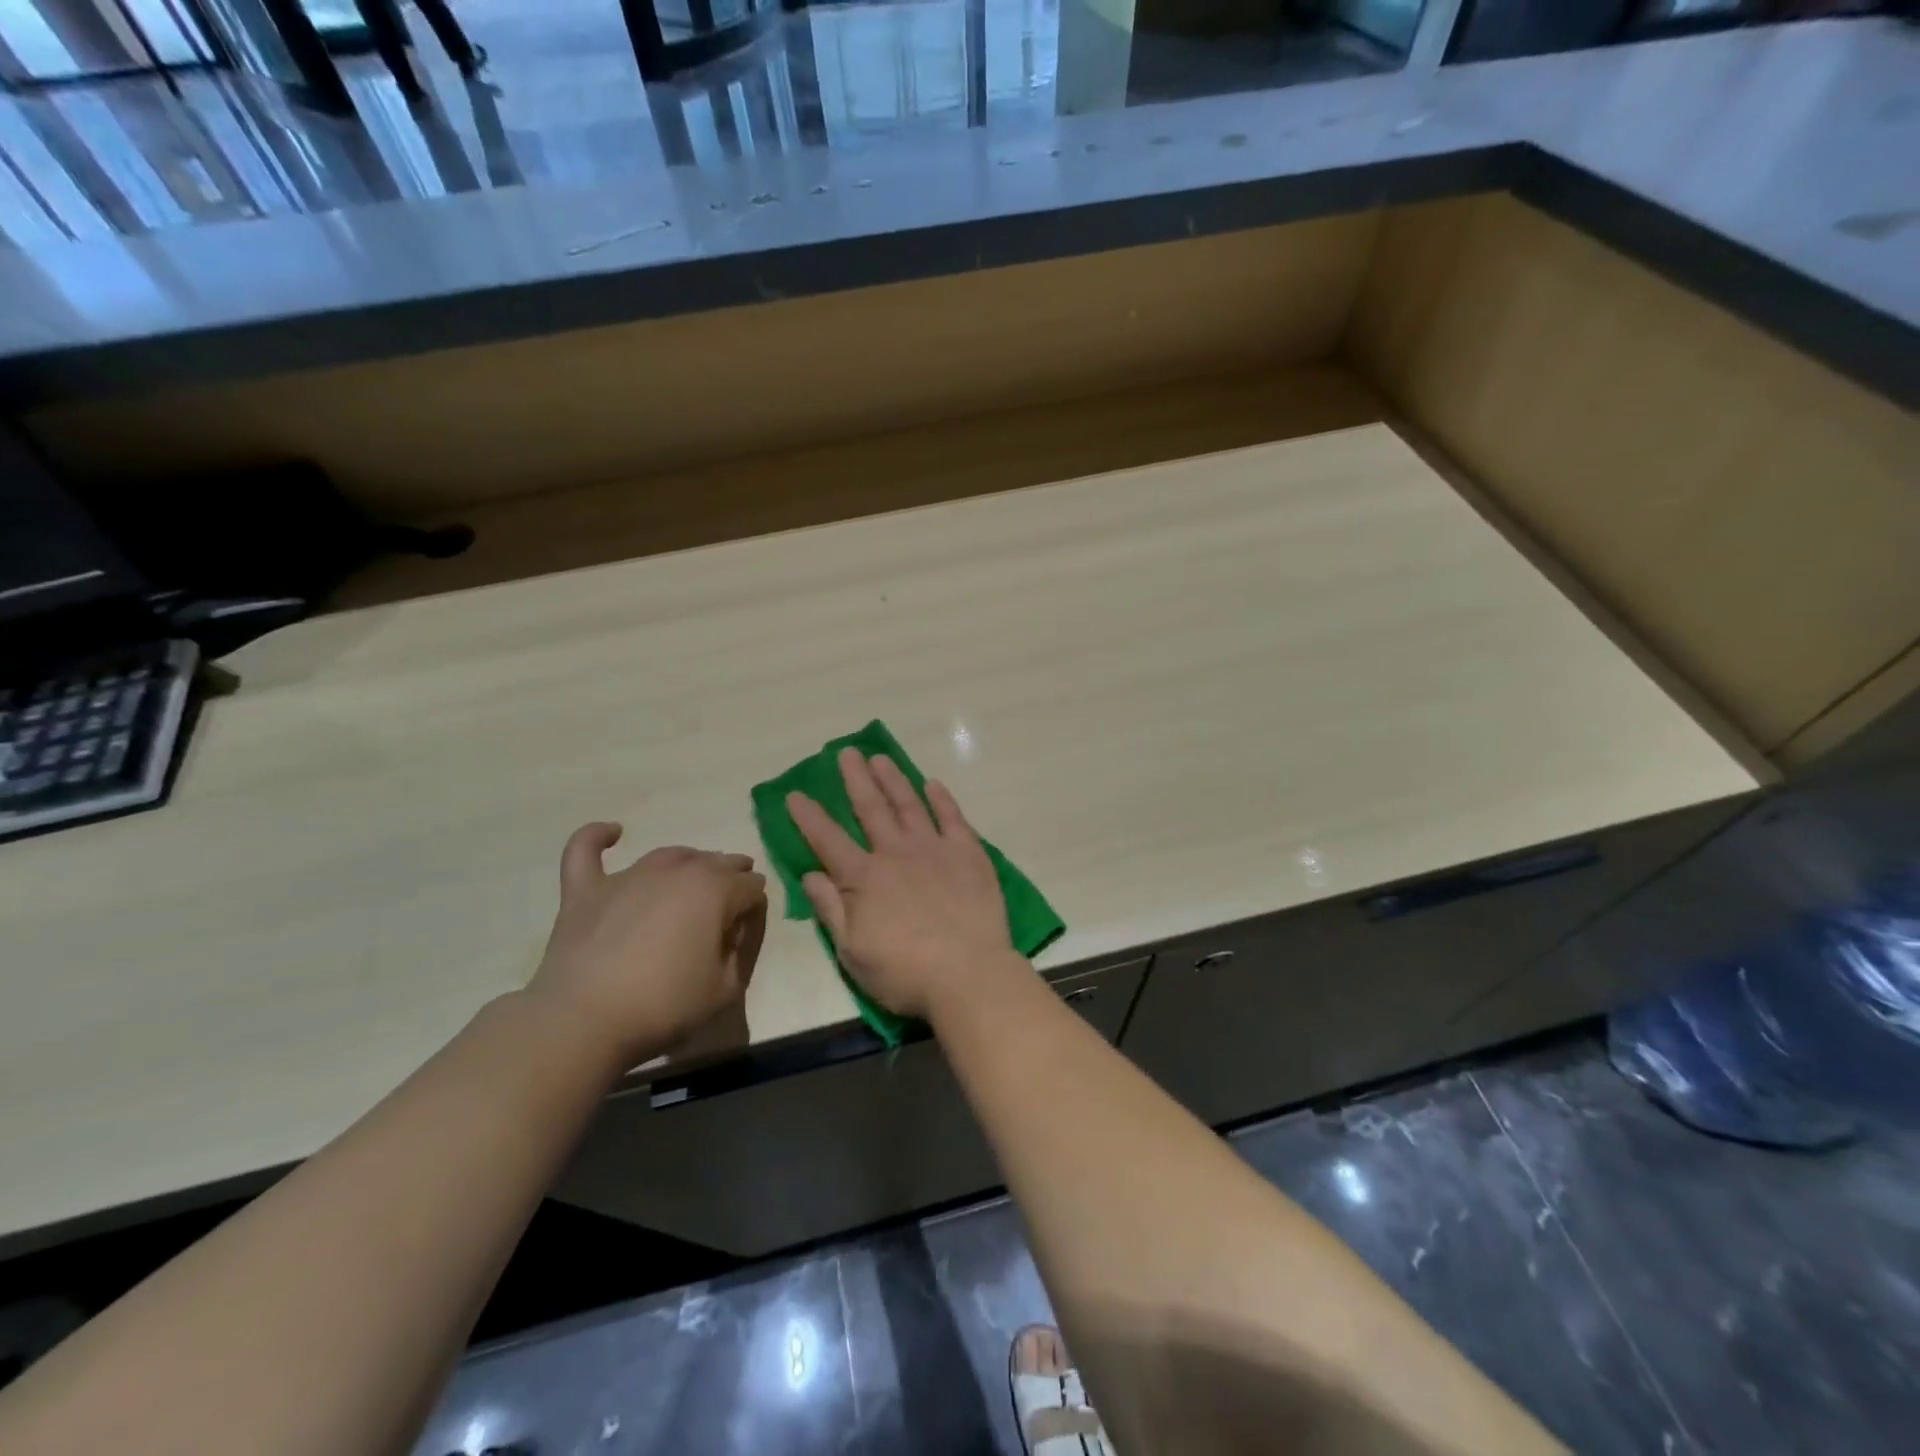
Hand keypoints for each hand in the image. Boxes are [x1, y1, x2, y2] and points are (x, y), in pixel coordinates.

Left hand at [526, 824, 766, 1067]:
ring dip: (689, 860)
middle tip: (732, 894)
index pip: (750, 886)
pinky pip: (586, 849)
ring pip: (669, 855)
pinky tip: (611, 832)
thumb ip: (739, 950)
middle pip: (715, 862)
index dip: (754, 903)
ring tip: (695, 872)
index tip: (748, 923)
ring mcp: (628, 877)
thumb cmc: (664, 1004)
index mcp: (715, 891)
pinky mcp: (586, 890)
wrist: (585, 1019)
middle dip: (731, 873)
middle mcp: (676, 871)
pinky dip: (597, 836)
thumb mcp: (726, 988)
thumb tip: (733, 926)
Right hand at [787, 749, 1014, 1020]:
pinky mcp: (968, 853)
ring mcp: (934, 849)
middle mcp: (896, 853)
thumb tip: (810, 874)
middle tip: (846, 752)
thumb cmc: (905, 972)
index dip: (809, 816)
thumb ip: (831, 909)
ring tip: (881, 758)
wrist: (969, 974)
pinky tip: (932, 784)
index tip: (795, 793)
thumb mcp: (853, 952)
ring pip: (909, 804)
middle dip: (855, 779)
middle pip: (870, 808)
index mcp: (864, 878)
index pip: (828, 840)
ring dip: (893, 779)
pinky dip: (941, 798)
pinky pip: (952, 817)